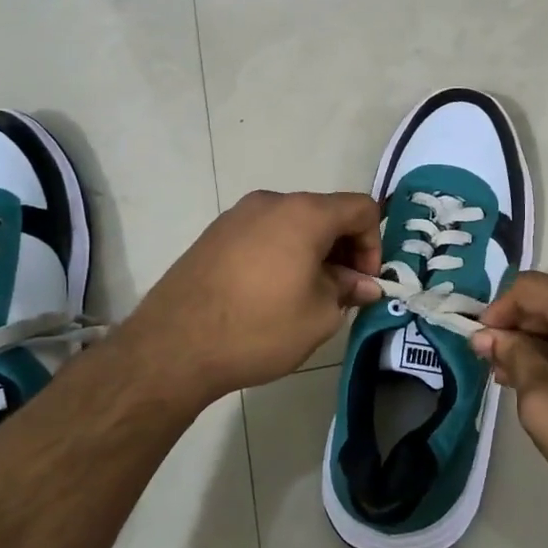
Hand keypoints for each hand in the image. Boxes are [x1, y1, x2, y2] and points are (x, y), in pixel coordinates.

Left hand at [117, 190, 382, 405]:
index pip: (361, 209)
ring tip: (306, 295)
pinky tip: (271, 293)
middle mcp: (271, 202)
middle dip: (343, 249)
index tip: (363, 283)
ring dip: (312, 252)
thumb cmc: (258, 328)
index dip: (374, 244)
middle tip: (341, 292)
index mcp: (304, 214)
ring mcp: (237, 215)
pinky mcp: (214, 234)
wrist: (174, 346)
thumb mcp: (319, 316)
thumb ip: (348, 291)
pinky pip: (264, 234)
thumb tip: (364, 284)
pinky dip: (281, 254)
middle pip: (326, 213)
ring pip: (293, 224)